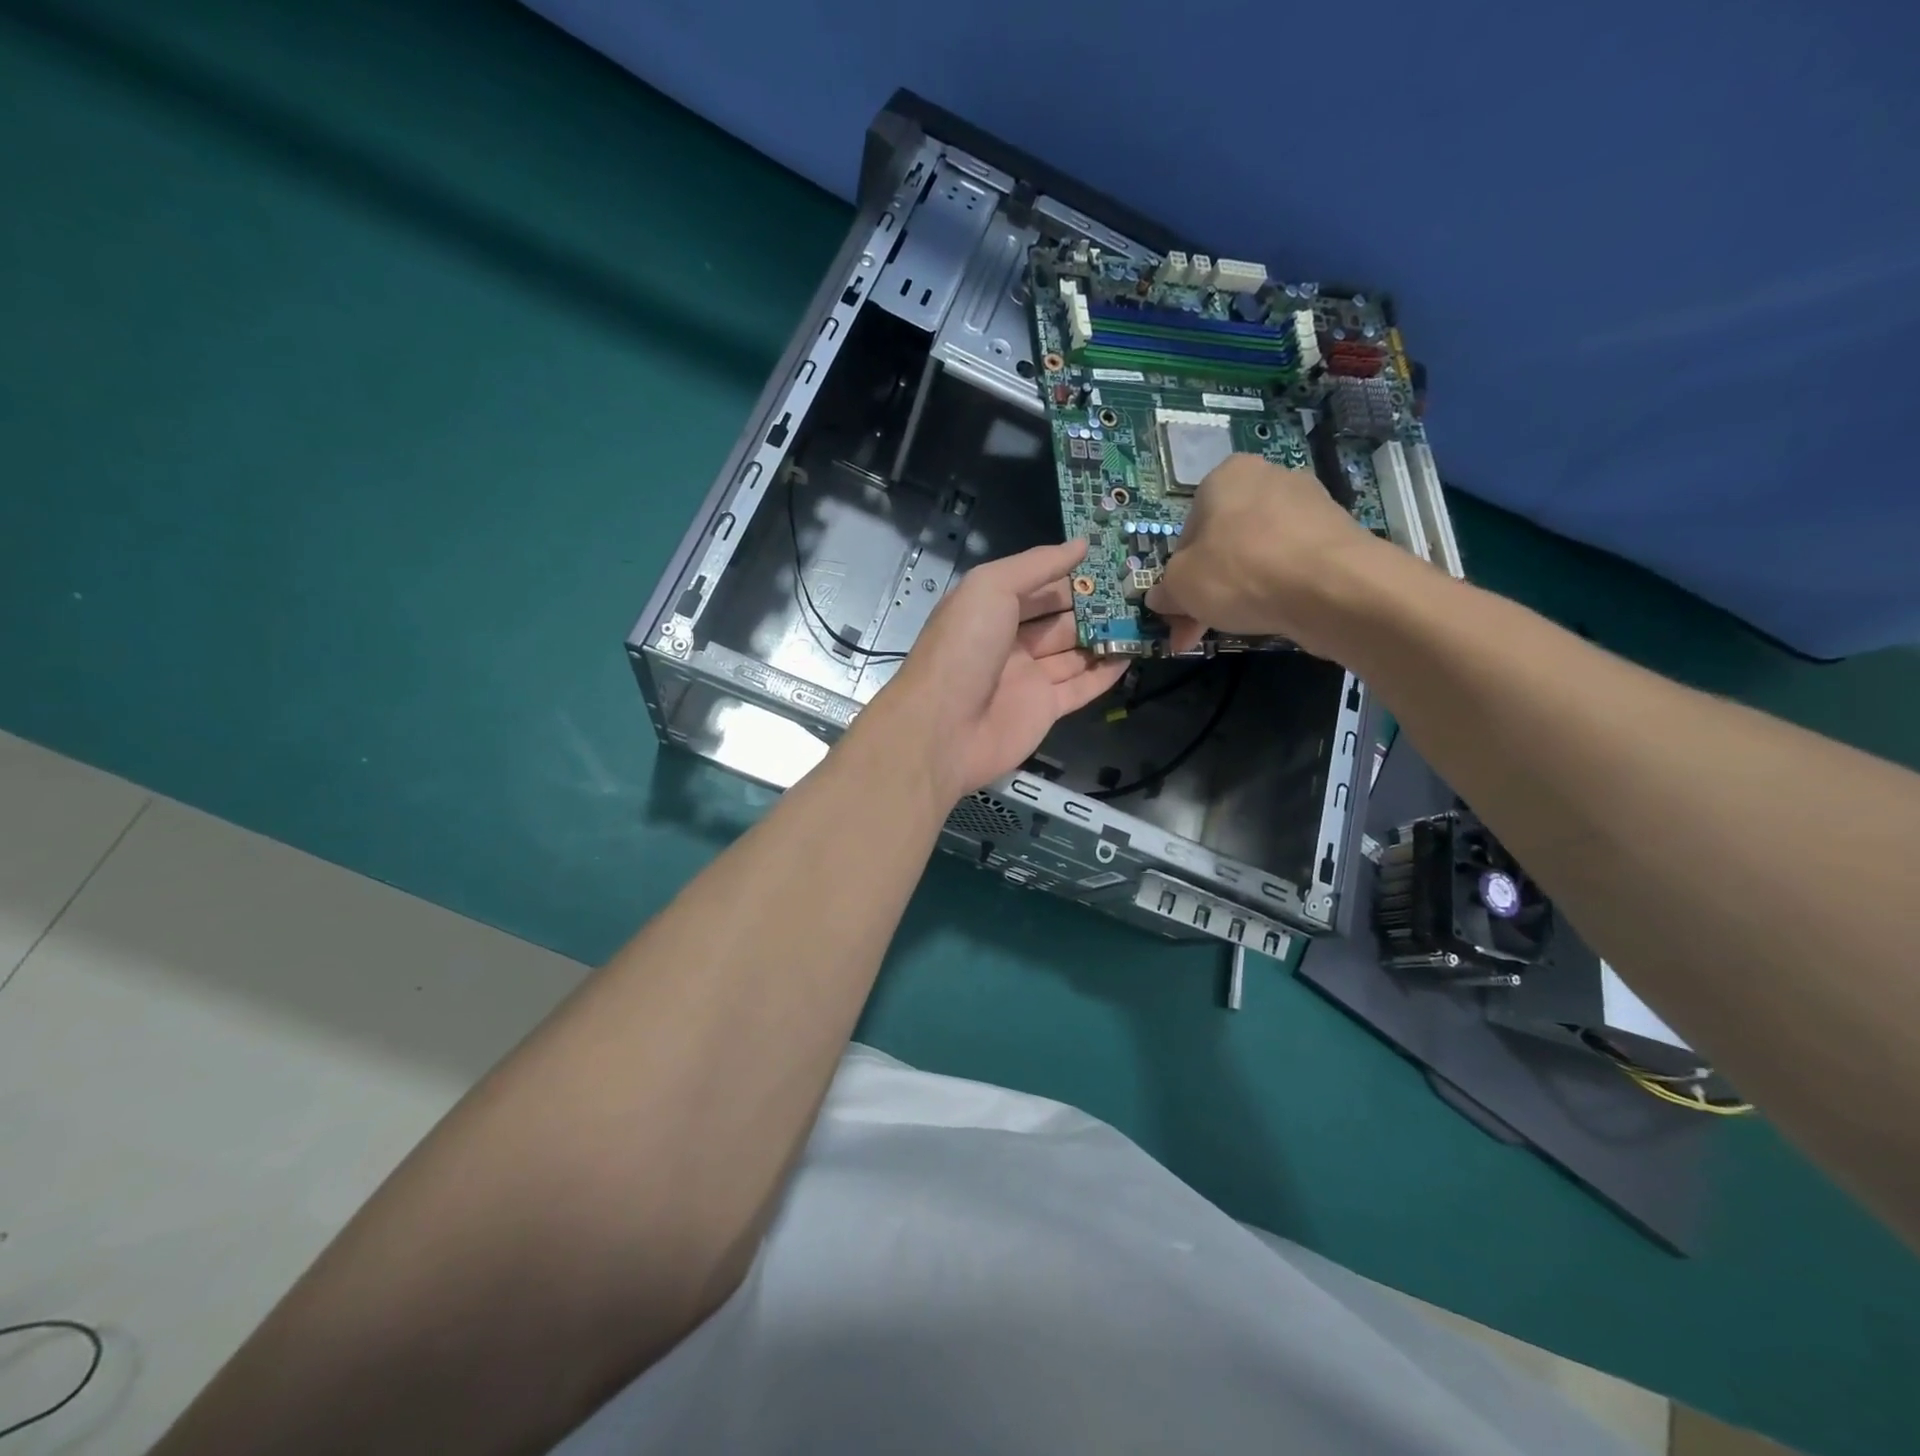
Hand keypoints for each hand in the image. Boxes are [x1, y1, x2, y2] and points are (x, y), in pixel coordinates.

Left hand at [857, 540, 1127, 802]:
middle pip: (1059, 619)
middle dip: (1095, 605)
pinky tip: (1133, 654)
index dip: (1071, 573)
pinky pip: (1081, 687)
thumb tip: (1080, 544)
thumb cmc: (963, 649)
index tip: (1113, 558)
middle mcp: (1009, 641)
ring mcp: (1027, 678)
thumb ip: (1036, 565)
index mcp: (990, 609)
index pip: (1037, 586)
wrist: (942, 729)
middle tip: (1140, 588)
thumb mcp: (991, 588)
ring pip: (1074, 652)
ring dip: (1106, 636)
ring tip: (1148, 616)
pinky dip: (1106, 673)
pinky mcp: (1044, 710)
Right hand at [1146, 454, 1390, 656]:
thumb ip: (1164, 590)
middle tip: (1198, 629)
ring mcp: (1309, 504)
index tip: (1179, 610)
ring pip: (1256, 556)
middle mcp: (1268, 478)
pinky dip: (1276, 589)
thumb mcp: (1180, 586)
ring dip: (1239, 592)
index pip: (1187, 532)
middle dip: (1208, 589)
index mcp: (1225, 476)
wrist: (1333, 588)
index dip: (1178, 576)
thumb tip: (1160, 598)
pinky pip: (1290, 564)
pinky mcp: (1336, 534)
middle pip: (1223, 544)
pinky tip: (1273, 615)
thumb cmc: (1241, 573)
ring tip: (1236, 628)